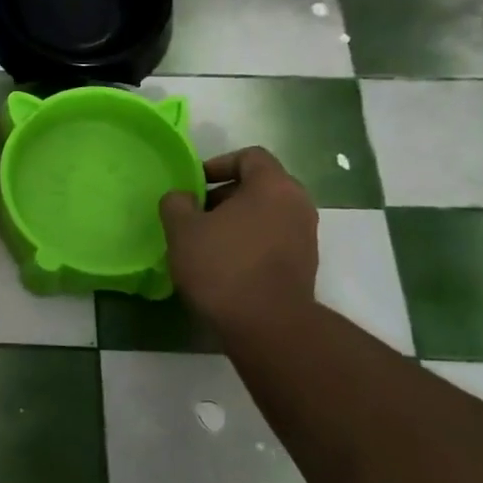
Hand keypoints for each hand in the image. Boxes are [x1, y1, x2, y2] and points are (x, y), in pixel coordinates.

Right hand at [158, 147, 318, 332]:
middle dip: (226, 195)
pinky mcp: (304, 265)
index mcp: (273, 186)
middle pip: (260, 185)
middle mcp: (298, 204)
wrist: (268, 326)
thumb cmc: (223, 266)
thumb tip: (183, 198)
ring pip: (267, 214)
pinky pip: (274, 239)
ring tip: (208, 242)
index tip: (195, 186)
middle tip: (197, 214)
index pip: (249, 156)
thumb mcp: (182, 230)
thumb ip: (177, 203)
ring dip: (238, 221)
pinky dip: (251, 243)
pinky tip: (226, 265)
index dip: (218, 165)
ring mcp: (306, 236)